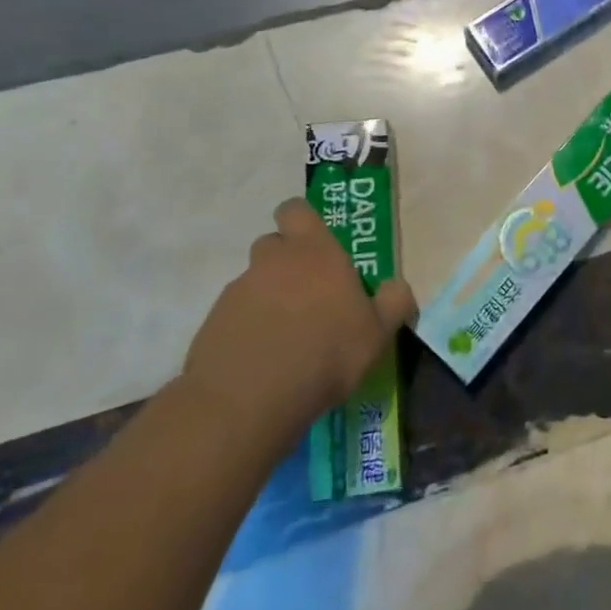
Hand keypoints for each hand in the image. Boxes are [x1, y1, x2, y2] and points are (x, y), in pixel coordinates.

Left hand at [181, 198, 415, 439]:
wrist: (248, 400)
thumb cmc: (325, 353)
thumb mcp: (377, 333)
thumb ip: (393, 303)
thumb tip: (397, 287)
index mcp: (314, 251)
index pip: (296, 210)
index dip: (302, 221)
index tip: (315, 244)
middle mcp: (273, 261)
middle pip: (273, 244)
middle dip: (286, 261)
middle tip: (307, 294)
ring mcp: (238, 291)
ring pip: (254, 281)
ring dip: (267, 298)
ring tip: (284, 336)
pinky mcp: (212, 323)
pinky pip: (234, 315)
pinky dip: (246, 328)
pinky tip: (261, 359)